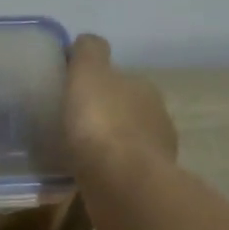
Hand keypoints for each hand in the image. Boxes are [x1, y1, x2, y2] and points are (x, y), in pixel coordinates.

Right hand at [64, 34, 177, 179]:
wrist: (122, 185)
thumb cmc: (102, 123)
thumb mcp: (88, 73)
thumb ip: (89, 52)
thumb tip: (86, 41)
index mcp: (144, 89)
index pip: (120, 80)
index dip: (96, 85)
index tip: (72, 94)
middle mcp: (157, 119)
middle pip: (125, 111)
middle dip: (104, 115)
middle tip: (71, 124)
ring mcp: (156, 156)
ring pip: (126, 144)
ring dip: (107, 146)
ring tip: (76, 153)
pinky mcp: (147, 188)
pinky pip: (122, 172)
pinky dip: (108, 171)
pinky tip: (87, 176)